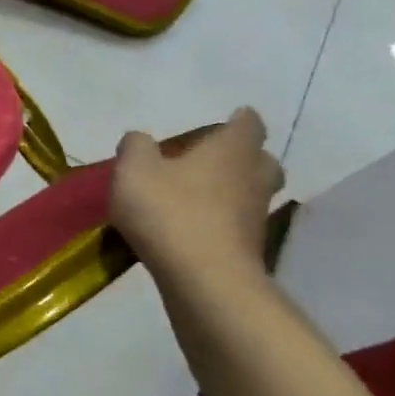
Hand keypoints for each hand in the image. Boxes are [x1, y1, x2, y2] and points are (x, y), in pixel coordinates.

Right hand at [111, 108, 284, 282]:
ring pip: (251, 193)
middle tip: (214, 159)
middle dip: (242, 157)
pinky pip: (237, 225)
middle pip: (260, 160)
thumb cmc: (169, 210)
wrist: (203, 278)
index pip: (248, 124)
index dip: (239, 119)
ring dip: (231, 191)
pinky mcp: (248, 249)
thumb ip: (135, 147)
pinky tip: (191, 226)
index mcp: (231, 150)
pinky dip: (221, 221)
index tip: (231, 117)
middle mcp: (253, 177)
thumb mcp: (134, 170)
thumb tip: (140, 139)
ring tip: (197, 195)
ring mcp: (256, 216)